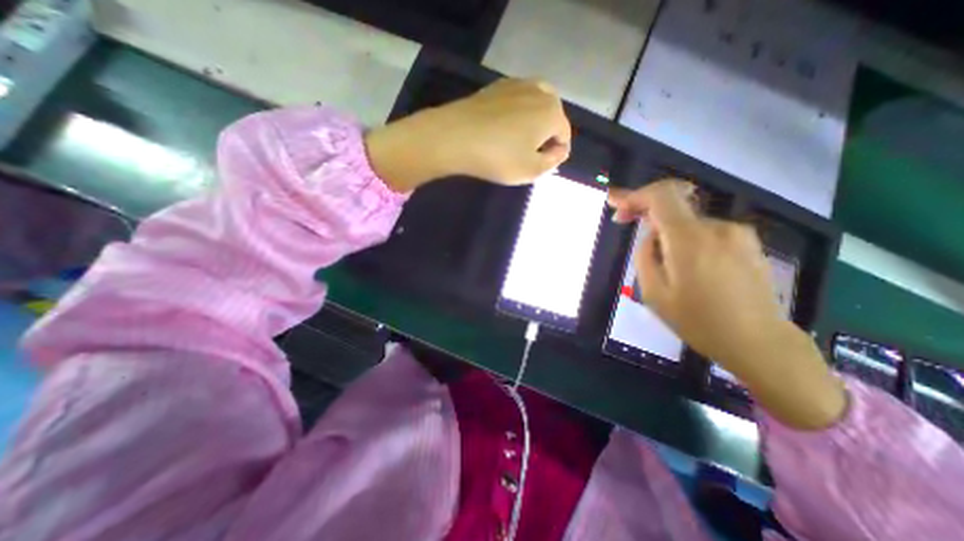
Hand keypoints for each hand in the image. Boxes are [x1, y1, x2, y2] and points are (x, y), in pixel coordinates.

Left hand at [365, 79, 565, 192]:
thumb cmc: (497, 157)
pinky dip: (516, 113)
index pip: (564, 136)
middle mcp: (539, 91)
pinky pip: (516, 100)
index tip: (538, 166)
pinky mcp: (496, 86)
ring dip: (532, 123)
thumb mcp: (531, 170)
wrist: (455, 136)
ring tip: (516, 141)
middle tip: (527, 154)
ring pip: (535, 105)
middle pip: (552, 116)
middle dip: (545, 135)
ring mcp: (516, 84)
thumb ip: (553, 162)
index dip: (554, 154)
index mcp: (552, 112)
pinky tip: (501, 128)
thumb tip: (560, 150)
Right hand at [609, 182, 844, 430]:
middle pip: (674, 205)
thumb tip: (651, 235)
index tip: (616, 204)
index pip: (661, 196)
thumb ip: (645, 255)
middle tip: (626, 223)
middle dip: (646, 211)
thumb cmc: (698, 322)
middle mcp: (716, 227)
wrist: (759, 343)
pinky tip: (687, 266)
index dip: (635, 195)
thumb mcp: (654, 293)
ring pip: (688, 222)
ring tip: (662, 263)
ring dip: (667, 232)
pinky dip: (686, 238)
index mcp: (690, 239)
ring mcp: (737, 233)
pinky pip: (705, 231)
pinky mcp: (747, 243)